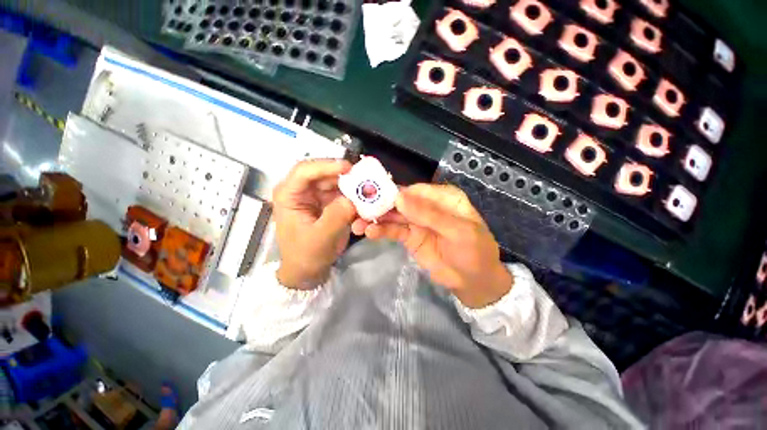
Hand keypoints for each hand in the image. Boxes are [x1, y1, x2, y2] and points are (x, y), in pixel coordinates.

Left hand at [273, 159, 356, 288]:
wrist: (308, 270)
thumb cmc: (307, 254)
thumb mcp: (321, 238)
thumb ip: (336, 217)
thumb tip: (352, 199)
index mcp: (289, 195)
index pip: (304, 171)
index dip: (326, 165)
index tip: (348, 168)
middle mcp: (301, 190)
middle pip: (323, 173)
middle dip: (344, 175)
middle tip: (365, 179)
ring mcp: (316, 195)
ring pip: (336, 181)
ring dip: (351, 185)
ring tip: (368, 189)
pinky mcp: (327, 202)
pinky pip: (343, 192)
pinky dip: (354, 195)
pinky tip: (364, 199)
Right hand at [353, 184, 512, 308]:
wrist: (473, 281)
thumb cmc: (473, 252)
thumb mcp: (457, 231)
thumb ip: (429, 214)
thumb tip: (399, 198)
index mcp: (443, 197)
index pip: (415, 190)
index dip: (395, 192)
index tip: (373, 195)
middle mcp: (428, 206)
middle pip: (401, 202)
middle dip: (380, 205)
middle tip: (357, 207)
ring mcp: (417, 222)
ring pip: (394, 216)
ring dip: (375, 218)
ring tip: (357, 223)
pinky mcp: (410, 236)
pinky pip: (393, 231)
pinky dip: (381, 231)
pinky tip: (368, 232)